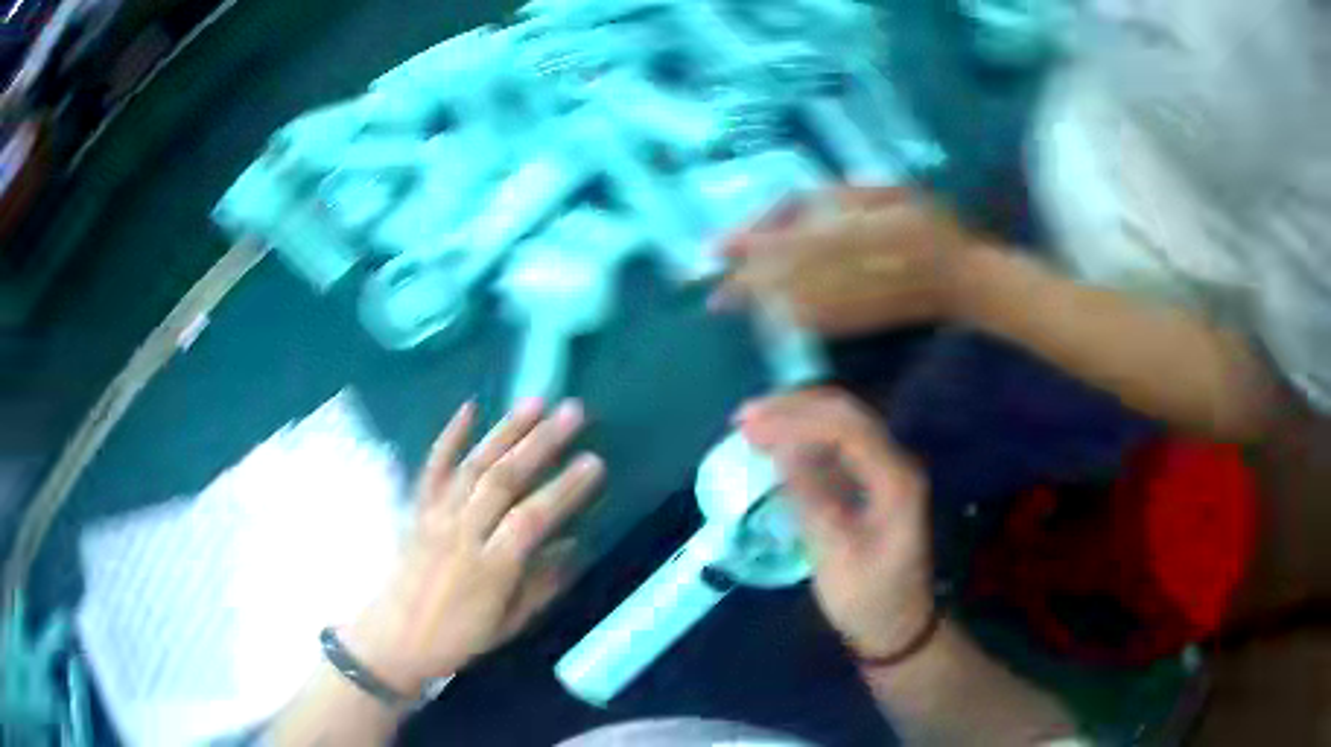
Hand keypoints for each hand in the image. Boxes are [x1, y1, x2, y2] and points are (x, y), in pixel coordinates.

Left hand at [345, 399, 603, 693]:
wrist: (395, 637)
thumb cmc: (458, 638)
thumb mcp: (508, 624)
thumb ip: (541, 584)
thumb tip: (574, 546)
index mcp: (489, 568)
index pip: (532, 520)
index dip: (564, 489)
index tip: (594, 461)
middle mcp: (461, 533)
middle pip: (502, 480)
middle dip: (540, 443)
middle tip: (572, 412)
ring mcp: (435, 516)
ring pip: (472, 465)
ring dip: (505, 430)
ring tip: (535, 401)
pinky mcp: (417, 509)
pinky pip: (433, 467)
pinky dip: (450, 436)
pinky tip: (469, 408)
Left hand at [711, 187, 981, 336]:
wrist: (960, 279)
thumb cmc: (929, 223)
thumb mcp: (887, 191)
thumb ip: (837, 199)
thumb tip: (793, 213)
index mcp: (848, 233)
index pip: (783, 238)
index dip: (747, 242)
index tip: (714, 246)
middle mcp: (841, 271)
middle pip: (778, 277)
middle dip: (741, 282)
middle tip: (710, 288)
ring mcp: (846, 302)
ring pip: (788, 302)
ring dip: (756, 303)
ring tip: (726, 300)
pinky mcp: (855, 323)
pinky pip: (811, 321)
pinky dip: (782, 317)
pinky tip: (767, 315)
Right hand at [736, 388, 934, 657]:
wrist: (899, 628)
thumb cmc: (869, 600)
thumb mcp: (837, 558)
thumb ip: (812, 499)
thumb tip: (781, 450)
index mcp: (896, 480)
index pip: (846, 428)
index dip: (796, 419)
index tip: (750, 427)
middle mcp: (897, 463)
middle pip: (847, 413)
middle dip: (794, 407)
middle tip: (745, 418)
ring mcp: (887, 470)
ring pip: (843, 423)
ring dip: (798, 417)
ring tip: (753, 425)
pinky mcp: (874, 482)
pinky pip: (839, 445)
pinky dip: (805, 437)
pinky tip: (778, 445)